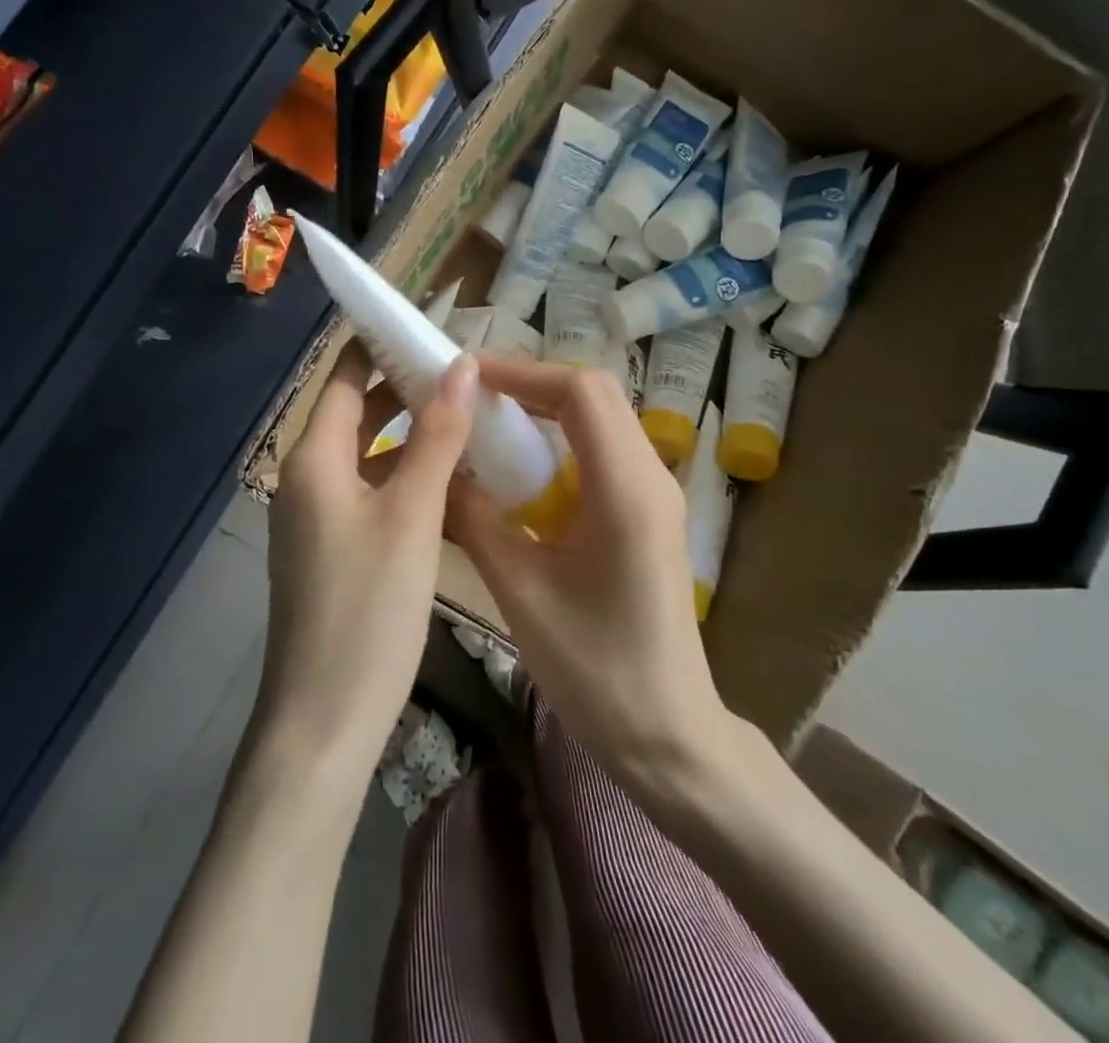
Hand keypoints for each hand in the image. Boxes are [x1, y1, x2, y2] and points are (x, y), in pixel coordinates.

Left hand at [258, 344, 477, 781]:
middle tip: (469, 369)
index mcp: (314, 458)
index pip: (344, 375)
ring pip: (368, 453)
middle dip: (406, 385)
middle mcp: (308, 477)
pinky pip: (372, 489)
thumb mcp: (411, 516)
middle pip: (356, 411)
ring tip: (470, 413)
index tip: (434, 323)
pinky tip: (452, 477)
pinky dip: (406, 473)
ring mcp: (319, 516)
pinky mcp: (335, 548)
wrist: (323, 723)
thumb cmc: (366, 612)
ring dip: (412, 431)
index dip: (383, 343)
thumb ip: (436, 436)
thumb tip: (461, 364)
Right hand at [446, 356, 730, 791]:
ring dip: (546, 409)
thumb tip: (439, 469)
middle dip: (531, 383)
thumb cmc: (596, 672)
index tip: (467, 376)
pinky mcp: (648, 511)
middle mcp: (651, 476)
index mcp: (626, 490)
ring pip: (601, 418)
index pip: (581, 392)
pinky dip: (561, 439)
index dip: (522, 372)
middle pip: (595, 394)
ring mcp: (656, 492)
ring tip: (489, 420)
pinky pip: (603, 450)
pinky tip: (522, 467)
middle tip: (472, 396)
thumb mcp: (521, 592)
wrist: (668, 735)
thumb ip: (475, 520)